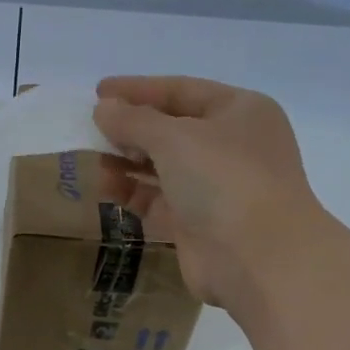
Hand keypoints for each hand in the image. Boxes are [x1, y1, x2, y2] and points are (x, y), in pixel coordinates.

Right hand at [93, 76, 329, 312]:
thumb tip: (104, 108)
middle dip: (131, 129)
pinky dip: (133, 192)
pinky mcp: (197, 223)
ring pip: (162, 166)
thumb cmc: (223, 180)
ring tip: (93, 161)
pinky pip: (158, 199)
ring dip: (127, 162)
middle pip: (171, 129)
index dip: (138, 90)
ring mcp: (215, 187)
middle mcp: (230, 145)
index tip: (98, 91)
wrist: (258, 258)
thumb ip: (133, 120)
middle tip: (92, 130)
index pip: (181, 90)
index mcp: (239, 111)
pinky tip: (105, 189)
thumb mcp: (174, 138)